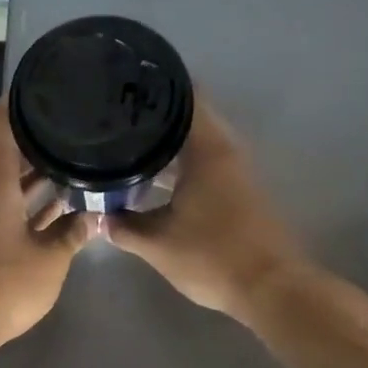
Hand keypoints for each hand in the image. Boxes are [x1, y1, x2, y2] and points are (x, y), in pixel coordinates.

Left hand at [0, 101, 97, 354]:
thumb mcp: (50, 261)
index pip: (0, 120)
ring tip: (76, 169)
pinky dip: (23, 205)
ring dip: (35, 181)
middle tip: (79, 136)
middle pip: (6, 152)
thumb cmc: (2, 285)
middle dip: (41, 146)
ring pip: (5, 184)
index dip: (22, 100)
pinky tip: (55, 210)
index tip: (50, 90)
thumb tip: (94, 216)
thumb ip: (73, 234)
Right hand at [103, 99, 302, 325]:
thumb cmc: (212, 257)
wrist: (270, 288)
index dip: (156, 84)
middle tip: (116, 113)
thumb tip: (98, 215)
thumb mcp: (157, 244)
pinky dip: (180, 161)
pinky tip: (154, 175)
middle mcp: (225, 150)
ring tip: (127, 140)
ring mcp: (236, 170)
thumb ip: (123, 227)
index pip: (184, 96)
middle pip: (189, 116)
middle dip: (155, 113)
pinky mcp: (239, 190)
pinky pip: (204, 160)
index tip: (125, 79)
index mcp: (207, 149)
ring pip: (197, 141)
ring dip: (167, 139)